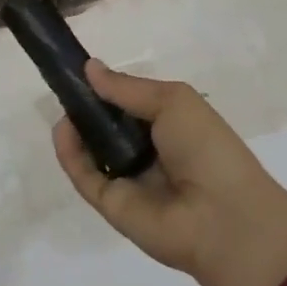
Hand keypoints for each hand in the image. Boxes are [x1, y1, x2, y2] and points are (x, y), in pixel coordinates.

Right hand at [53, 61, 286, 285]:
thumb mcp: (173, 102)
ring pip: (91, 150)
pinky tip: (62, 128)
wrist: (224, 219)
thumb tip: (88, 67)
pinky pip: (83, 175)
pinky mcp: (109, 204)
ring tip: (63, 104)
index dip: (108, 88)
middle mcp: (148, 153)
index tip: (81, 69)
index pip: (131, 105)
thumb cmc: (207, 149)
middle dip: (87, 106)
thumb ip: (127, 87)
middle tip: (65, 85)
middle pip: (107, 126)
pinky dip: (68, 152)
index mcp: (170, 128)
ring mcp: (128, 180)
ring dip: (75, 127)